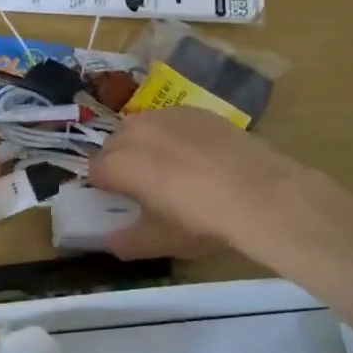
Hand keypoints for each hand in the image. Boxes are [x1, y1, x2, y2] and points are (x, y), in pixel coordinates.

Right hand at [87, 108, 301, 258]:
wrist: (259, 193)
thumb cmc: (200, 221)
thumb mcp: (158, 242)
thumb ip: (125, 242)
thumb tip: (110, 240)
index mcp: (118, 164)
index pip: (94, 171)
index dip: (103, 186)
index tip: (119, 199)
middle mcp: (134, 131)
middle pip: (114, 145)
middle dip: (120, 162)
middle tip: (142, 185)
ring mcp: (166, 116)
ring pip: (140, 127)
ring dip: (143, 144)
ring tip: (167, 166)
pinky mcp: (195, 111)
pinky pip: (170, 120)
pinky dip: (172, 134)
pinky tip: (194, 154)